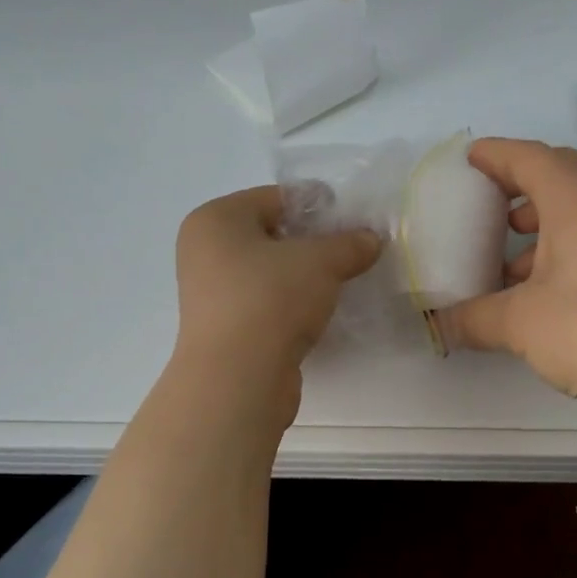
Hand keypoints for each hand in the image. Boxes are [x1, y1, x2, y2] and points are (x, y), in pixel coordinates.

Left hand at [172, 186, 380, 412]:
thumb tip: (371, 239)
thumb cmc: (271, 299)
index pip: (275, 198)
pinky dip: (292, 305)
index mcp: (216, 219)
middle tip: (352, 252)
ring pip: (268, 272)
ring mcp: (211, 293)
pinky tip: (321, 313)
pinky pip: (265, 304)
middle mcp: (205, 251)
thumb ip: (349, 244)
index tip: (352, 221)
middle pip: (270, 234)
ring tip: (343, 282)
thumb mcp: (321, 261)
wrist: (238, 378)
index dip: (317, 206)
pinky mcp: (224, 329)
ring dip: (304, 277)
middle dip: (313, 243)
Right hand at [438, 138, 576, 413]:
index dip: (496, 155)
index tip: (471, 158)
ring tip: (514, 256)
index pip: (530, 158)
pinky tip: (552, 285)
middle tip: (490, 201)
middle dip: (522, 182)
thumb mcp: (519, 324)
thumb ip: (471, 318)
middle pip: (562, 173)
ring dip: (547, 219)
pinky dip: (572, 241)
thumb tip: (438, 326)